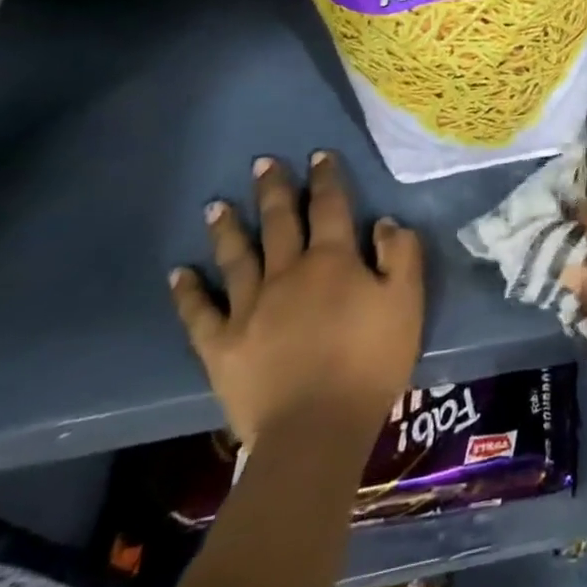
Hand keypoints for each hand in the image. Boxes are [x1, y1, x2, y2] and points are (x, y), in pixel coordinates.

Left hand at [170, 151, 422, 452]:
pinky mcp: (221, 347)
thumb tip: (383, 222)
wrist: (316, 431)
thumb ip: (400, 254)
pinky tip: (179, 273)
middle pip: (279, 222)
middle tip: (262, 163)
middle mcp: (287, 273)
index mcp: (332, 260)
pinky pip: (200, 313)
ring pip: (236, 257)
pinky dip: (188, 292)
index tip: (319, 155)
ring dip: (227, 228)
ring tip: (216, 204)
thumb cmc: (370, 361)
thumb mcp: (407, 301)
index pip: (330, 206)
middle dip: (274, 190)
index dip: (326, 178)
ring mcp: (248, 309)